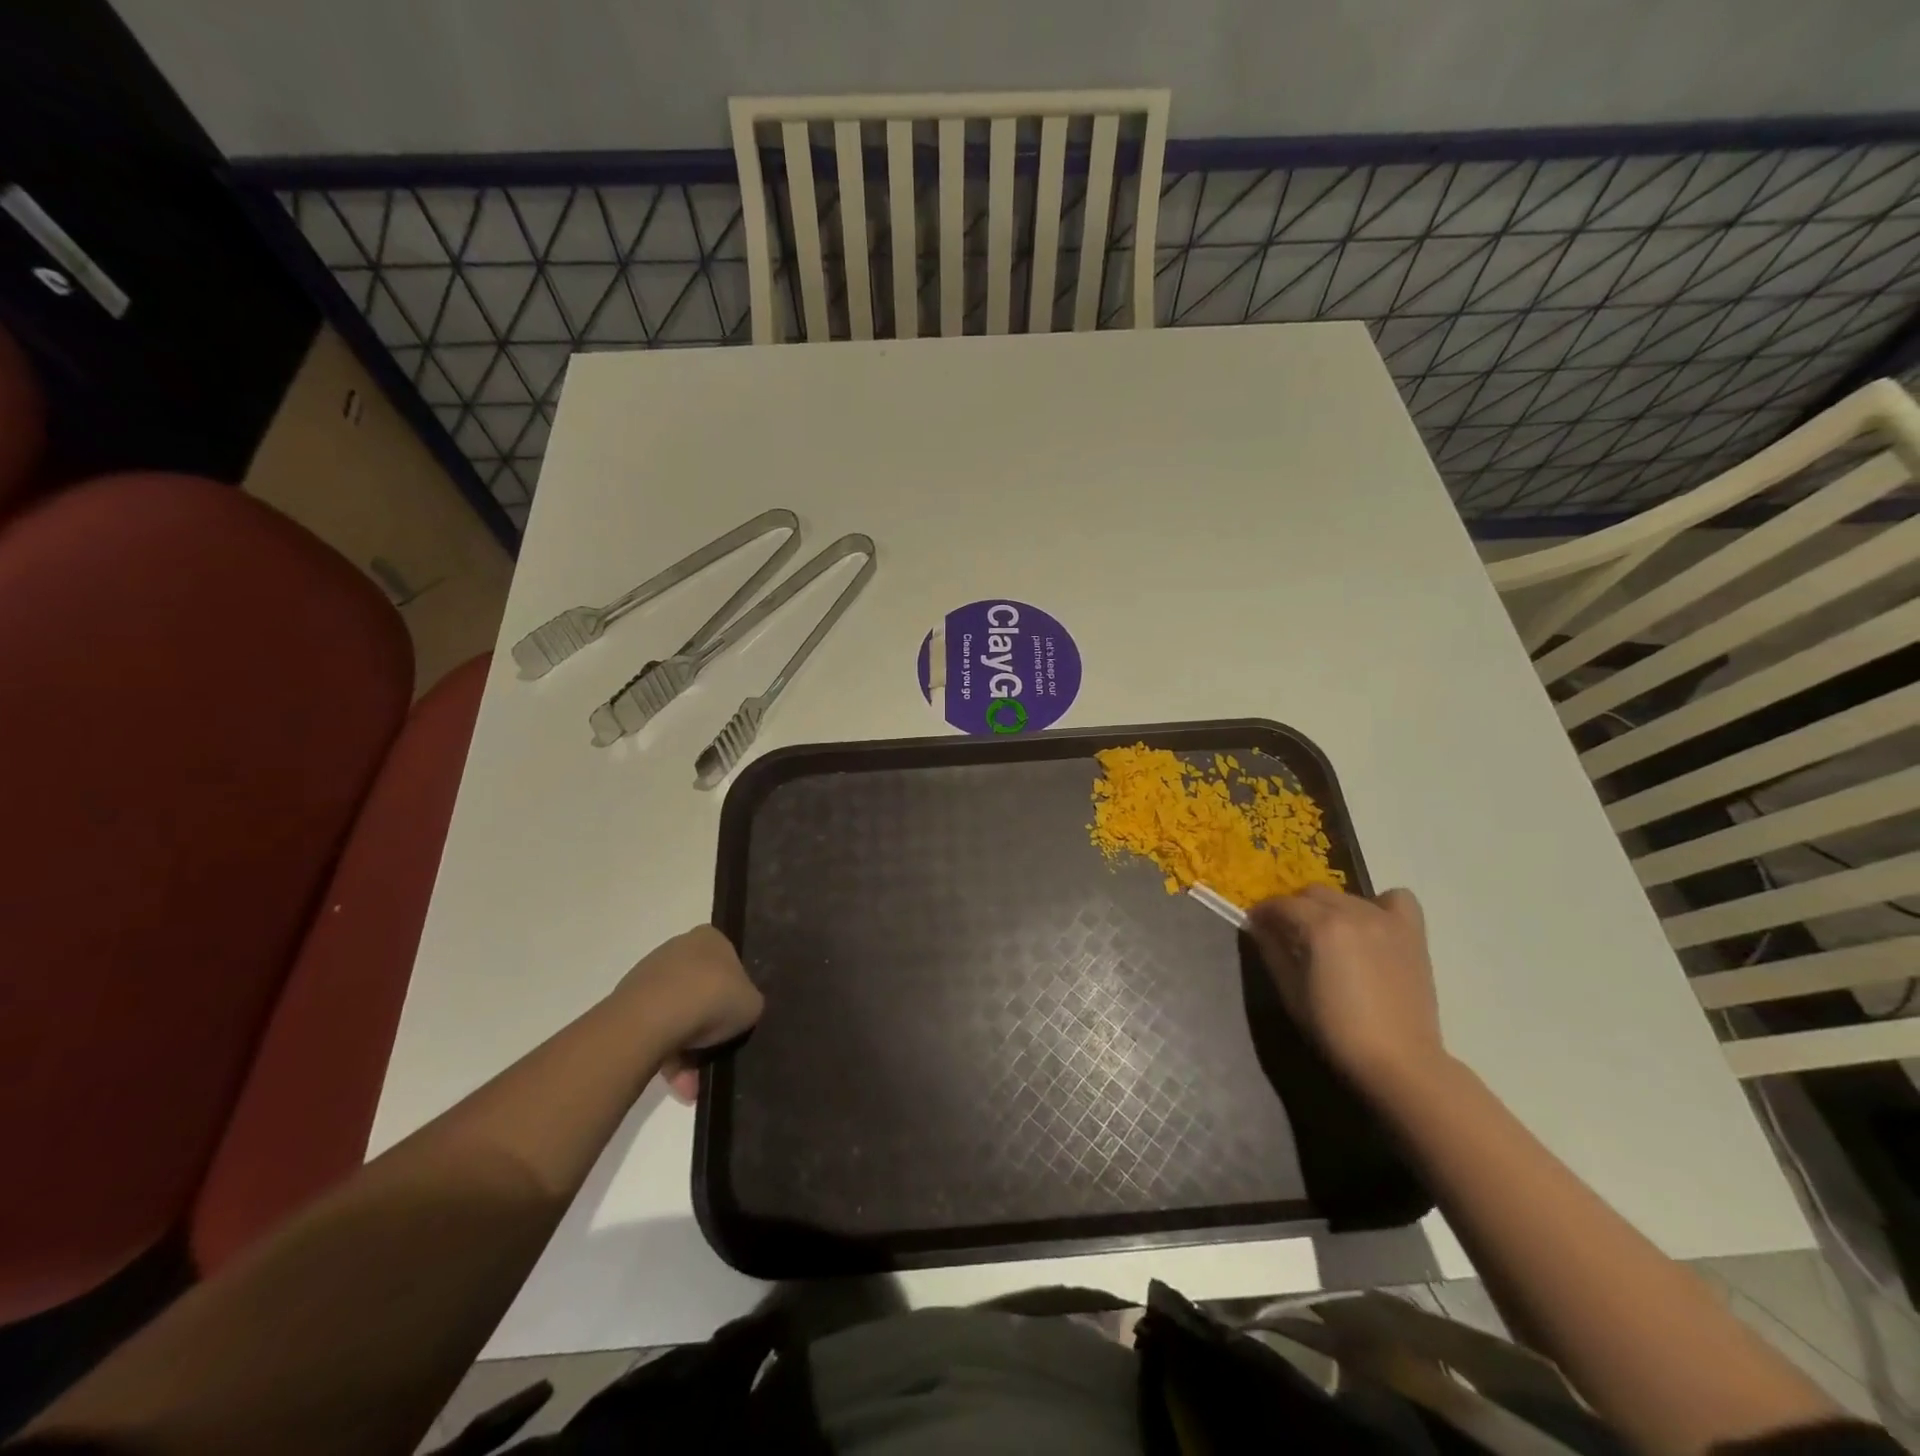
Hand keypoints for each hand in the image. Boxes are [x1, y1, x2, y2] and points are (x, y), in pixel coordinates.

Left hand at [616, 926, 763, 1102]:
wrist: (655, 1018)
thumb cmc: (713, 998)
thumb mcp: (752, 1003)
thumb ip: (749, 1003)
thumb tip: (741, 1010)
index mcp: (710, 938)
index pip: (728, 962)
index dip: (734, 992)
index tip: (736, 1017)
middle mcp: (678, 948)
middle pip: (700, 990)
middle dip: (708, 1027)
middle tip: (717, 1053)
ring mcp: (649, 975)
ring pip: (677, 1015)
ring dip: (688, 1050)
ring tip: (693, 1083)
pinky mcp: (627, 1003)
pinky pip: (655, 1031)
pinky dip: (667, 1056)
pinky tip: (678, 1083)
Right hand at [1247, 885, 1447, 1098]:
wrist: (1398, 1061)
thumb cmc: (1336, 1031)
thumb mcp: (1291, 992)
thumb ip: (1272, 950)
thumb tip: (1259, 926)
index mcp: (1321, 927)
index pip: (1282, 904)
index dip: (1263, 912)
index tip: (1255, 924)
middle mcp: (1354, 913)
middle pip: (1314, 893)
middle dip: (1294, 907)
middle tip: (1288, 932)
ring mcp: (1387, 920)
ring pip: (1348, 897)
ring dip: (1330, 908)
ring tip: (1328, 934)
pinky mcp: (1412, 934)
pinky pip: (1397, 899)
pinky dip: (1381, 905)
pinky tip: (1372, 925)